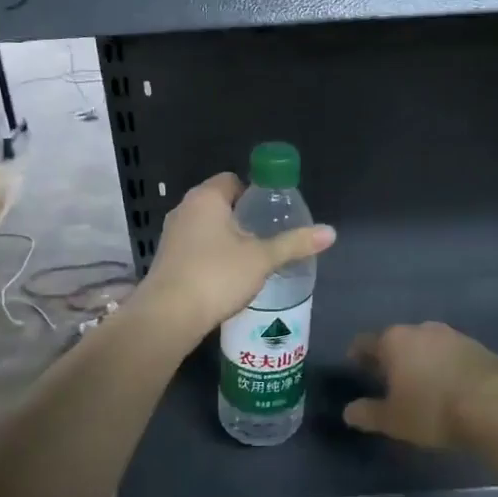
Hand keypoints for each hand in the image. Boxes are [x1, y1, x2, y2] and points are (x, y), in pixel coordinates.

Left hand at [139, 172, 334, 336]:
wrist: (168, 316)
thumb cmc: (217, 276)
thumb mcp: (262, 259)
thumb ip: (294, 243)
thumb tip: (330, 232)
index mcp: (206, 198)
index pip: (232, 181)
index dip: (254, 192)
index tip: (272, 212)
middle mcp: (184, 210)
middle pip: (220, 204)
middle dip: (243, 218)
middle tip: (268, 236)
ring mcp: (171, 235)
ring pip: (206, 228)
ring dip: (227, 239)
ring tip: (252, 258)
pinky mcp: (167, 260)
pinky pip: (195, 248)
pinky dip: (212, 256)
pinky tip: (228, 276)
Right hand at [344, 322, 497, 449]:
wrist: (497, 404)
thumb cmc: (433, 409)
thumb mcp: (394, 420)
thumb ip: (368, 413)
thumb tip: (349, 411)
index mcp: (394, 340)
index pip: (365, 342)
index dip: (357, 355)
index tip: (355, 367)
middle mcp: (421, 329)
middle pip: (397, 340)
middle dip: (391, 358)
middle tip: (388, 380)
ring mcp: (453, 335)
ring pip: (427, 345)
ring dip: (420, 361)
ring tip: (421, 385)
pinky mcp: (479, 346)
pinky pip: (451, 355)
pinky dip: (445, 366)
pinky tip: (449, 387)